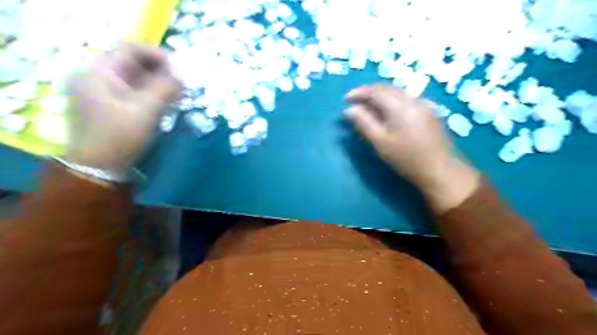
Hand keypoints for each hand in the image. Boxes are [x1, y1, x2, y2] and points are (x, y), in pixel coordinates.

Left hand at [65, 42, 178, 175]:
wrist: (100, 167)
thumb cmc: (120, 136)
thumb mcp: (146, 110)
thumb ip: (165, 88)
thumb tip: (182, 75)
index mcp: (98, 72)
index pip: (130, 49)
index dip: (157, 55)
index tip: (179, 68)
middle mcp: (96, 77)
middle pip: (132, 63)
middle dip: (160, 70)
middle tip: (181, 83)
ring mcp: (101, 92)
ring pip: (134, 78)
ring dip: (158, 83)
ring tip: (178, 93)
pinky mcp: (109, 106)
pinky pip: (133, 92)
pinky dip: (151, 93)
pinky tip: (166, 101)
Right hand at [345, 84, 478, 212]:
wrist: (440, 169)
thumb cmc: (406, 158)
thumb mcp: (380, 142)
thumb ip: (363, 123)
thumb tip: (349, 110)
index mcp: (400, 105)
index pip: (375, 91)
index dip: (358, 93)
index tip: (345, 100)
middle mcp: (413, 99)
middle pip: (387, 88)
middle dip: (368, 93)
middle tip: (355, 104)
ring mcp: (423, 104)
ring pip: (397, 93)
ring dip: (380, 97)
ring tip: (368, 110)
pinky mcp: (428, 112)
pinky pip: (405, 100)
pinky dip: (391, 103)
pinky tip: (387, 114)